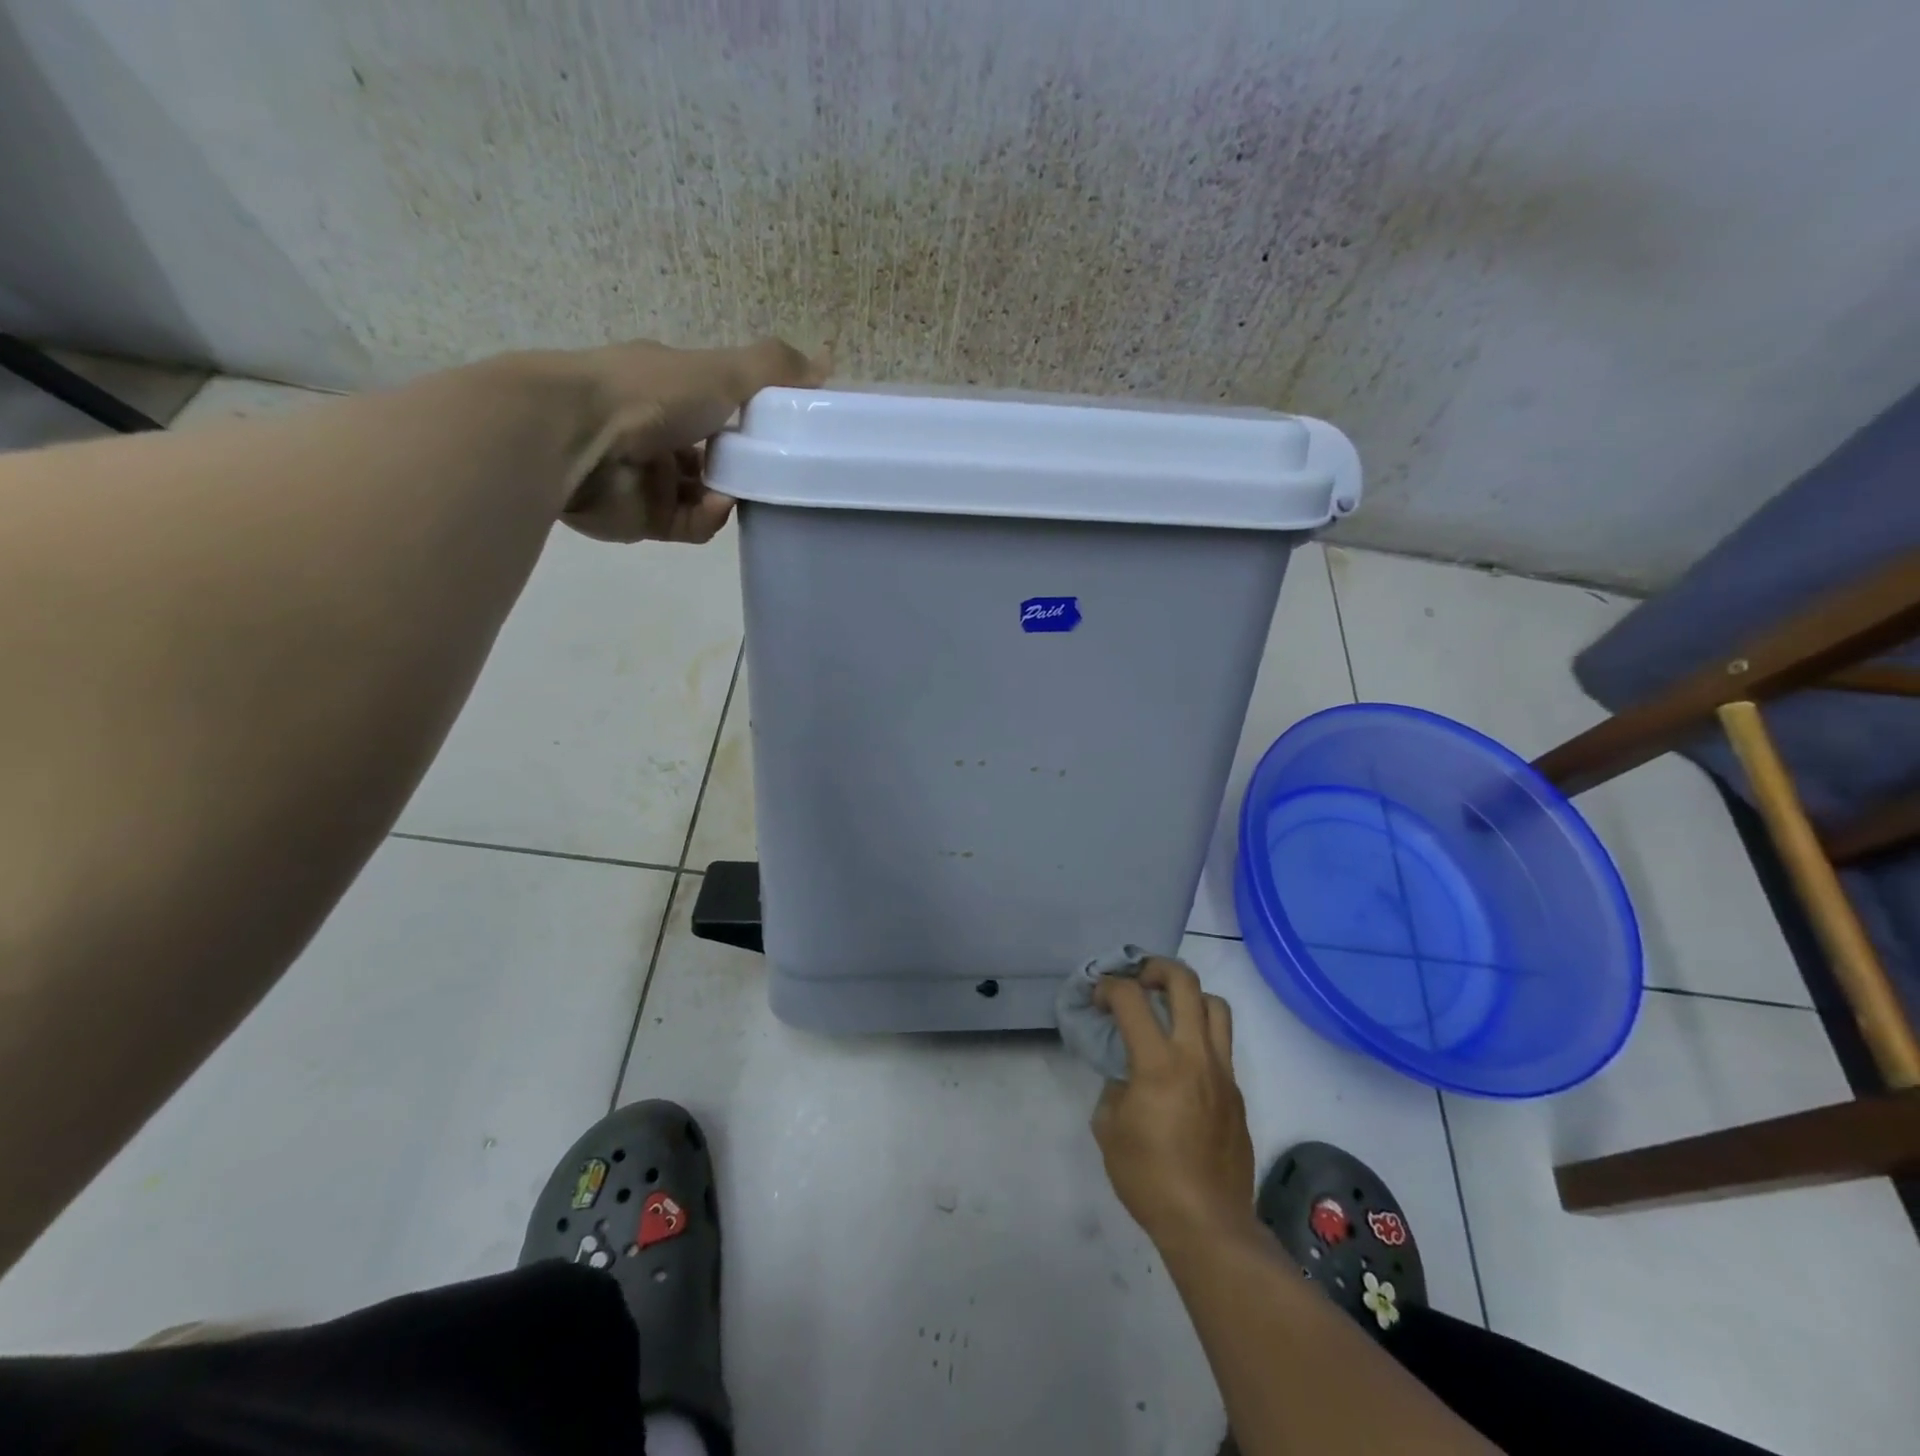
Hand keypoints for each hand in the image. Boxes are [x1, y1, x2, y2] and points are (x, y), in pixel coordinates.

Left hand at [561, 337, 826, 543]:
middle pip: (715, 454)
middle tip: (772, 472)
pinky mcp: (643, 518)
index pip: (719, 403)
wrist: (574, 440)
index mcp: (669, 388)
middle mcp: (657, 430)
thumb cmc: (649, 395)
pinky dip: (706, 517)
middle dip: (745, 465)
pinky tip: (713, 506)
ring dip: (729, 495)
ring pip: (706, 494)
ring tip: (739, 493)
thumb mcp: (721, 371)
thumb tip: (826, 360)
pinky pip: (690, 524)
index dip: (752, 418)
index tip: (783, 432)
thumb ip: (773, 369)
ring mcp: (648, 476)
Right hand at [1091, 958, 1255, 1249]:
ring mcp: (1223, 1073)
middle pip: (1185, 983)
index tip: (1097, 996)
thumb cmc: (1149, 1178)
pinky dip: (1200, 1036)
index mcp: (1159, 1063)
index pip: (1131, 999)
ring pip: (1216, 1006)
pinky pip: (1222, 1045)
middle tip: (1138, 977)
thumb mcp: (1109, 1129)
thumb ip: (1114, 1088)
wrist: (1208, 1224)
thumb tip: (1126, 1076)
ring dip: (1189, 996)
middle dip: (1157, 967)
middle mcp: (1196, 1056)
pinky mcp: (1237, 1093)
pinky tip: (1182, 1061)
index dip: (1109, 987)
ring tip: (1168, 1009)